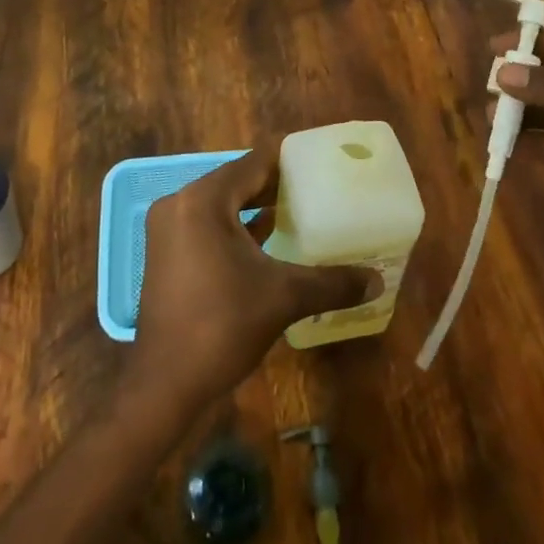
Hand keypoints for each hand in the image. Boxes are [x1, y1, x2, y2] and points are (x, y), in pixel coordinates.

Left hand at [131, 150, 375, 413]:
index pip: (253, 163)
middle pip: (236, 180)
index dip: (288, 159)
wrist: (165, 385)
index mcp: (203, 200)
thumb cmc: (222, 326)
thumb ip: (331, 283)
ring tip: (300, 208)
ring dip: (256, 206)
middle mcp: (180, 203)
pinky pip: (208, 224)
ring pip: (222, 204)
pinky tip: (269, 237)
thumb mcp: (283, 298)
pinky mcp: (166, 252)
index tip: (320, 158)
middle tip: (318, 185)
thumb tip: (378, 281)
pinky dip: (236, 226)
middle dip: (275, 184)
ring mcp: (169, 229)